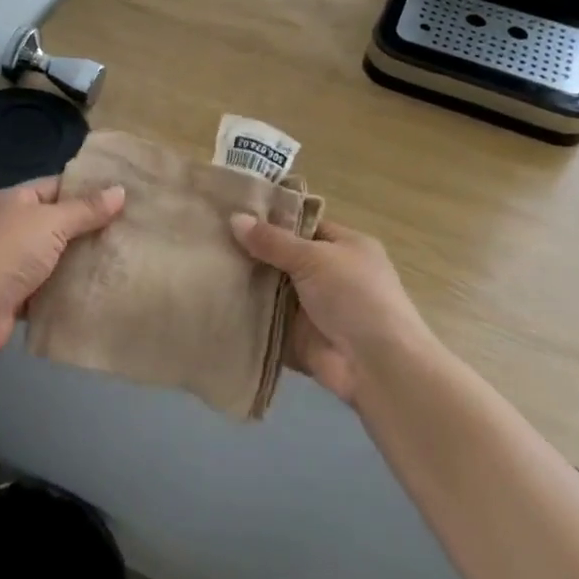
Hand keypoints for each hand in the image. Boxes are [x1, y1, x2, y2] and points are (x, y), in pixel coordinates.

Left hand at [0, 177, 124, 355]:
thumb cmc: (8, 253)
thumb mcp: (51, 222)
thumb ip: (86, 209)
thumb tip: (120, 190)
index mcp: (15, 200)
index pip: (57, 186)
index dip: (89, 189)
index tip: (125, 195)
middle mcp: (13, 227)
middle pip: (59, 222)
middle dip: (91, 227)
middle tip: (132, 229)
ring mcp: (14, 262)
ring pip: (58, 257)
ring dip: (83, 260)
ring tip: (124, 257)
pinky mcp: (19, 294)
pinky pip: (52, 287)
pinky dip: (71, 289)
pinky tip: (102, 288)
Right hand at [229, 215, 431, 406]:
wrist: (375, 364)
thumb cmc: (353, 296)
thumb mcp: (314, 258)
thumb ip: (273, 241)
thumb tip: (235, 218)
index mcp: (345, 246)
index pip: (302, 226)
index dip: (270, 221)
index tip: (232, 215)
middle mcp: (329, 274)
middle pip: (283, 258)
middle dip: (251, 253)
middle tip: (209, 241)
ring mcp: (313, 307)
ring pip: (272, 290)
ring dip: (245, 284)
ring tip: (203, 266)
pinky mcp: (298, 337)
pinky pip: (266, 320)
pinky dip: (246, 315)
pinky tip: (212, 301)